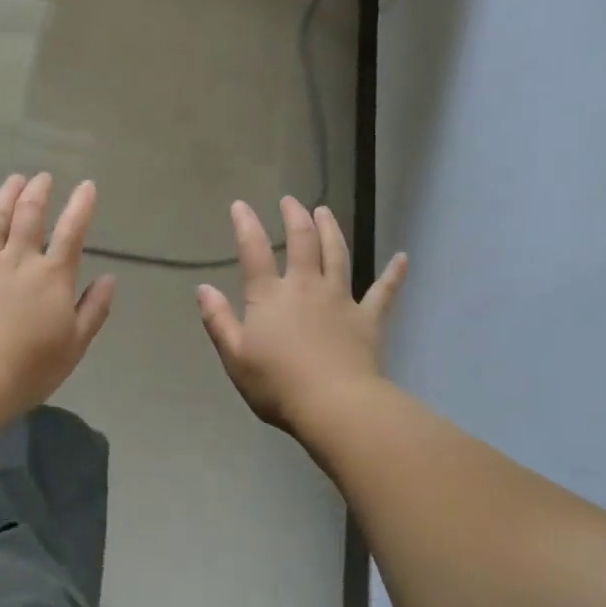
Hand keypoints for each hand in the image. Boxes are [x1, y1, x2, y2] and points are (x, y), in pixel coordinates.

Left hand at [0, 173, 115, 416]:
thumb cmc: (31, 366)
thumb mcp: (76, 343)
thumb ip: (94, 308)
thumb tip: (110, 278)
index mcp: (52, 276)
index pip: (71, 232)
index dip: (81, 206)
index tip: (87, 185)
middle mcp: (18, 260)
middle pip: (29, 216)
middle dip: (38, 192)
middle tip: (43, 177)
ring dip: (5, 196)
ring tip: (14, 179)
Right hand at [196, 198, 405, 436]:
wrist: (333, 405)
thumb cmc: (277, 384)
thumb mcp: (234, 356)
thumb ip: (218, 320)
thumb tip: (203, 288)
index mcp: (270, 296)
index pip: (253, 252)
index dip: (245, 225)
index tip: (240, 205)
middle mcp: (306, 287)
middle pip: (301, 242)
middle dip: (295, 217)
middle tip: (290, 201)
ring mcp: (340, 300)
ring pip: (337, 255)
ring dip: (331, 230)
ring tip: (325, 211)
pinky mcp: (367, 319)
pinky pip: (383, 292)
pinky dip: (394, 274)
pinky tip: (402, 258)